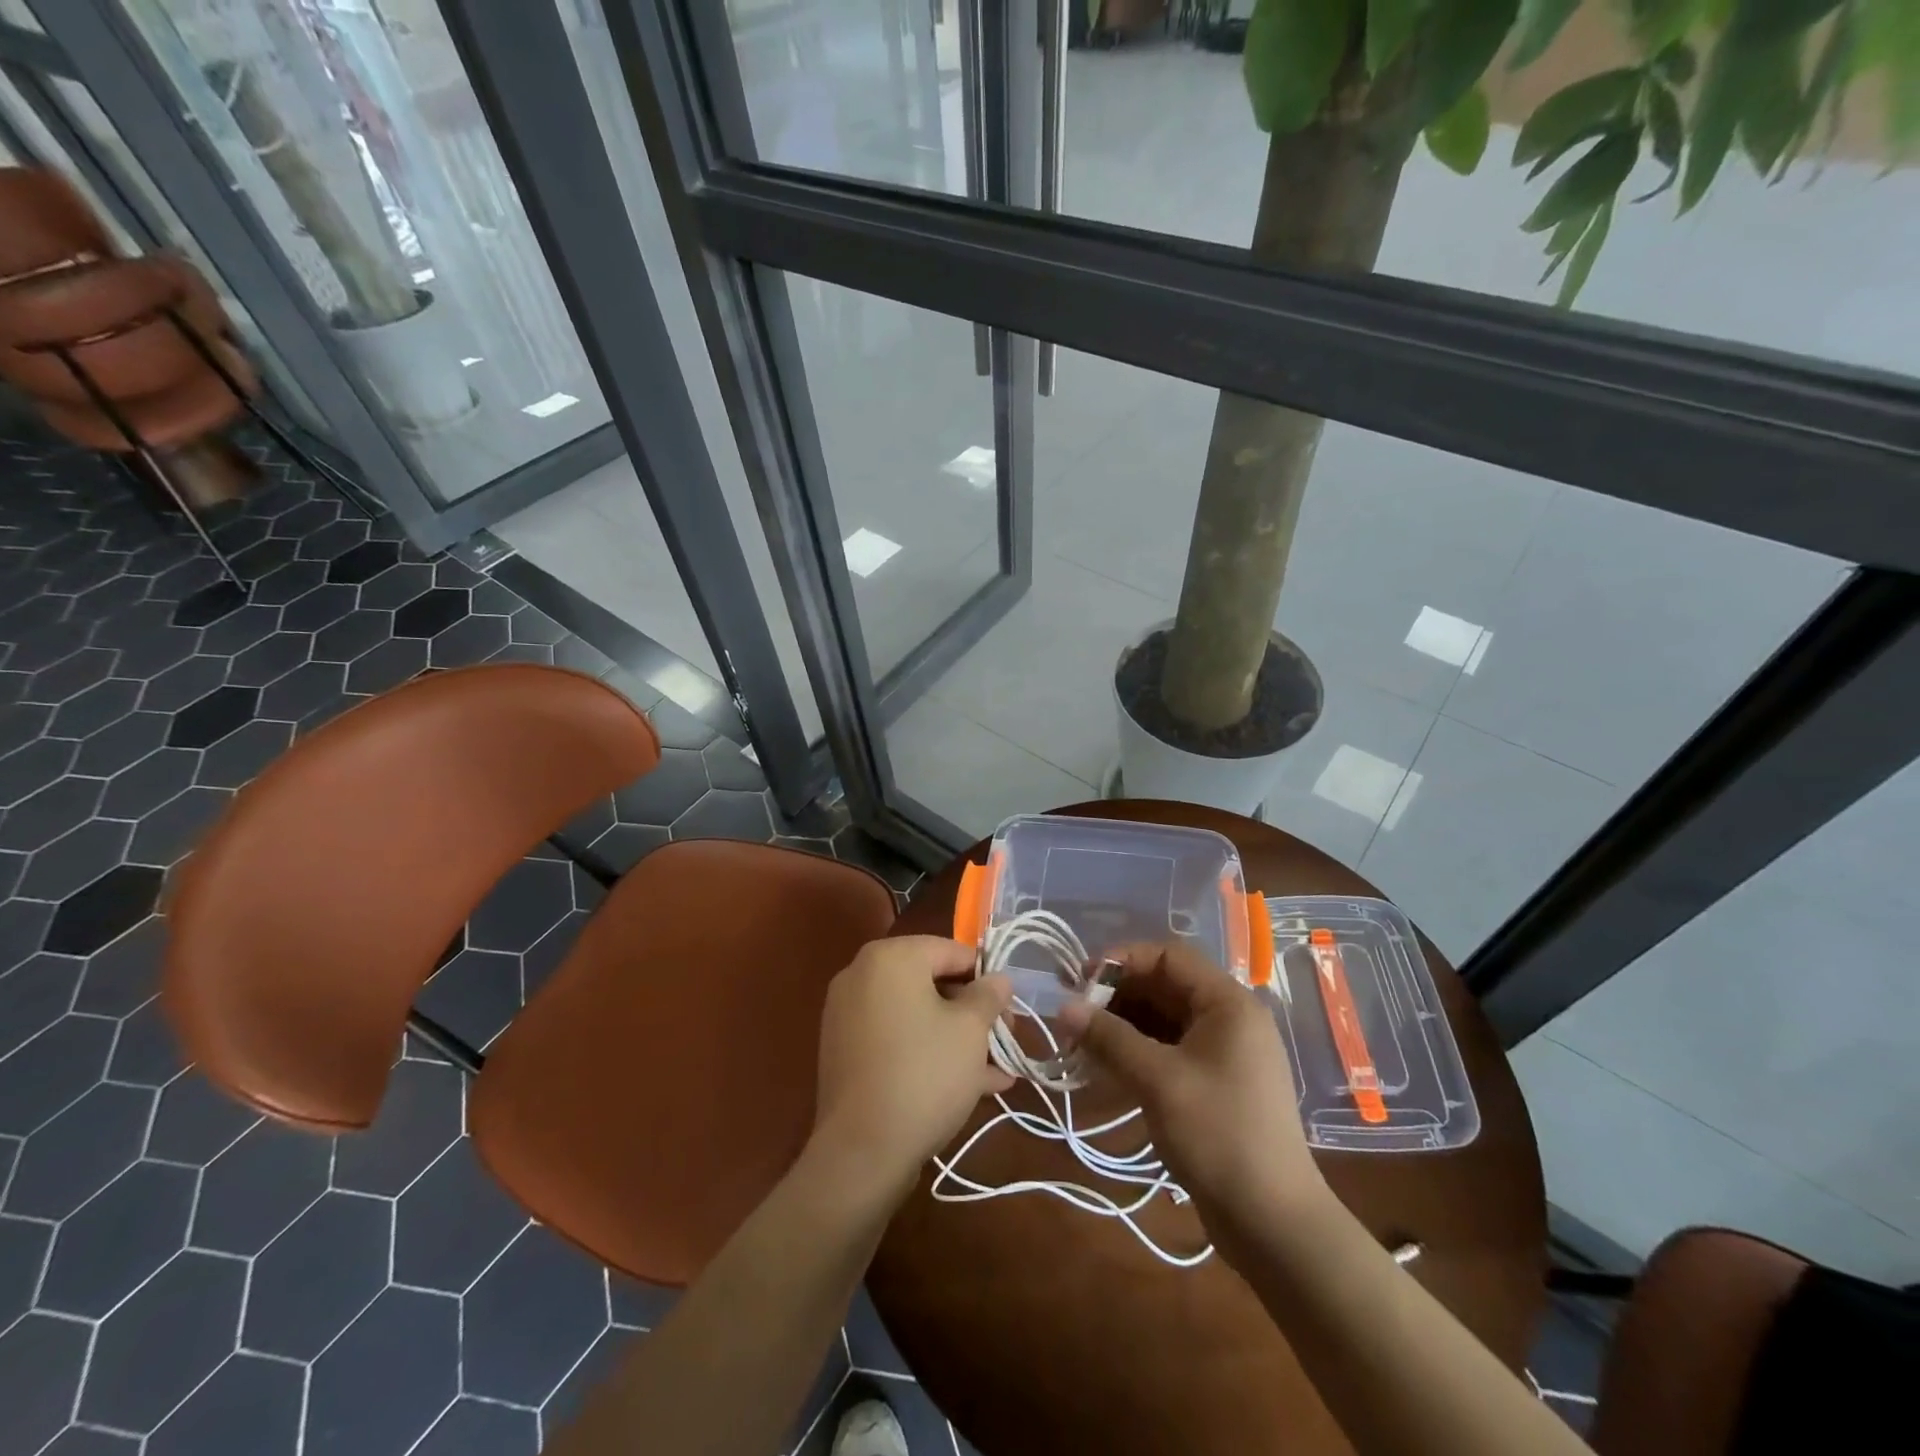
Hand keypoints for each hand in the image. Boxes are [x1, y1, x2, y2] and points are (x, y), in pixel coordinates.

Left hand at [811, 936, 1014, 1200]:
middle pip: (932, 982)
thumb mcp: (971, 1031)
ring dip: (956, 1038)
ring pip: (916, 1015)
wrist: (861, 1152)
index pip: (951, 951)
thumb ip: (988, 996)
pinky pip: (896, 1038)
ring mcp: (848, 1014)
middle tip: (1005, 1041)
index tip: (1010, 1009)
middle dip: (973, 1013)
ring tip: (995, 1071)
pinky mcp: (845, 1051)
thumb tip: (999, 979)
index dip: (987, 978)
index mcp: (890, 957)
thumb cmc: (924, 1075)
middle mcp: (862, 974)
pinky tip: (967, 1086)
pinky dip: (927, 1051)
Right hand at [1057, 941, 1329, 1252]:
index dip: (1123, 960)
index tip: (1080, 981)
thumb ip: (1109, 1038)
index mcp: (1227, 1003)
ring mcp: (1223, 1053)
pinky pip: (1168, 1049)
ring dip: (1121, 1024)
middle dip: (1117, 995)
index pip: (1169, 956)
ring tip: (1081, 1041)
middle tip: (1074, 1014)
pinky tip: (1104, 1065)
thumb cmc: (1219, 1136)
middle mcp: (1228, 1018)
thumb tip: (1063, 1008)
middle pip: (1164, 986)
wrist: (1273, 1224)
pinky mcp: (1214, 1083)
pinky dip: (1136, 1051)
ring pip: (1162, 1019)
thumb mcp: (1158, 1081)